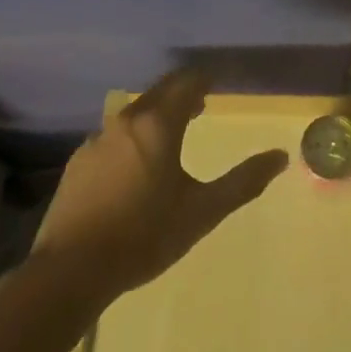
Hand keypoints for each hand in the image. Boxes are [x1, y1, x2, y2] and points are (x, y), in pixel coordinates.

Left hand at [28, 70, 288, 301]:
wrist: (69, 272)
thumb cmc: (144, 235)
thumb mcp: (203, 211)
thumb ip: (243, 181)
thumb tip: (281, 157)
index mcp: (158, 124)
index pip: (186, 83)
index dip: (204, 79)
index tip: (217, 82)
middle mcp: (125, 122)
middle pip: (158, 93)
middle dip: (181, 94)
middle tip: (201, 104)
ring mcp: (96, 141)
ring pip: (133, 115)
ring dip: (155, 116)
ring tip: (171, 134)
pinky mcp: (77, 165)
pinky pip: (112, 138)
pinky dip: (131, 138)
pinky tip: (134, 166)